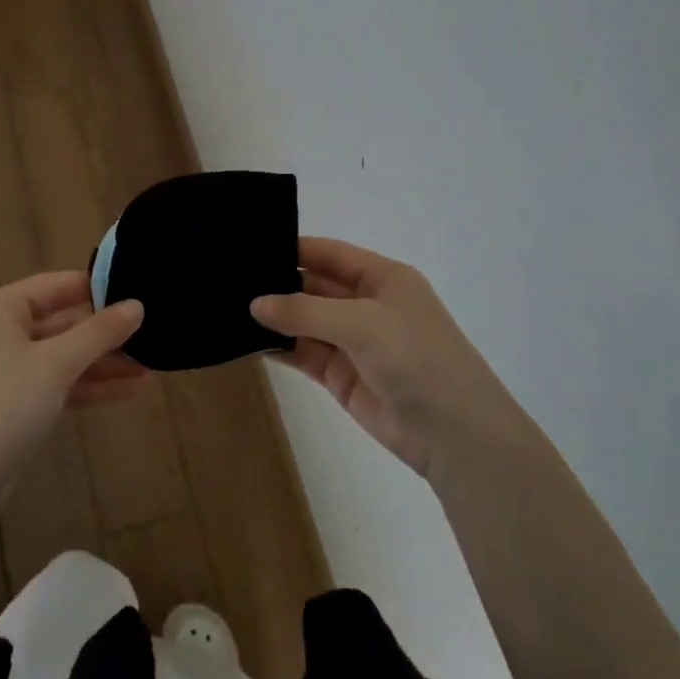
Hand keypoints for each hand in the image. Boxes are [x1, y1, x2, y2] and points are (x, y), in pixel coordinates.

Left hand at [0, 272, 146, 491]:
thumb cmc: (2, 406)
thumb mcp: (56, 364)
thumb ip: (99, 332)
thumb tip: (138, 305)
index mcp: (0, 310)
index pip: (57, 285)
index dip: (98, 288)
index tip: (140, 292)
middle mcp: (0, 333)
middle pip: (62, 321)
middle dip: (105, 332)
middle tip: (152, 333)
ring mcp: (6, 371)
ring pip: (63, 356)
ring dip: (103, 362)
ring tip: (151, 366)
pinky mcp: (14, 405)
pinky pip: (58, 384)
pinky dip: (89, 386)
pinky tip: (130, 390)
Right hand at [251, 237, 519, 480]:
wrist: (453, 433)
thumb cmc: (417, 359)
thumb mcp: (362, 323)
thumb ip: (305, 311)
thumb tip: (255, 304)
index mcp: (383, 278)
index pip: (330, 253)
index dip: (294, 248)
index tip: (249, 245)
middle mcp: (366, 304)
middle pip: (313, 285)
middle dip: (277, 283)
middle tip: (227, 279)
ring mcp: (352, 341)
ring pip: (304, 321)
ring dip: (274, 317)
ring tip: (226, 307)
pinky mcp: (340, 375)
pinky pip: (302, 353)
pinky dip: (277, 348)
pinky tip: (245, 341)